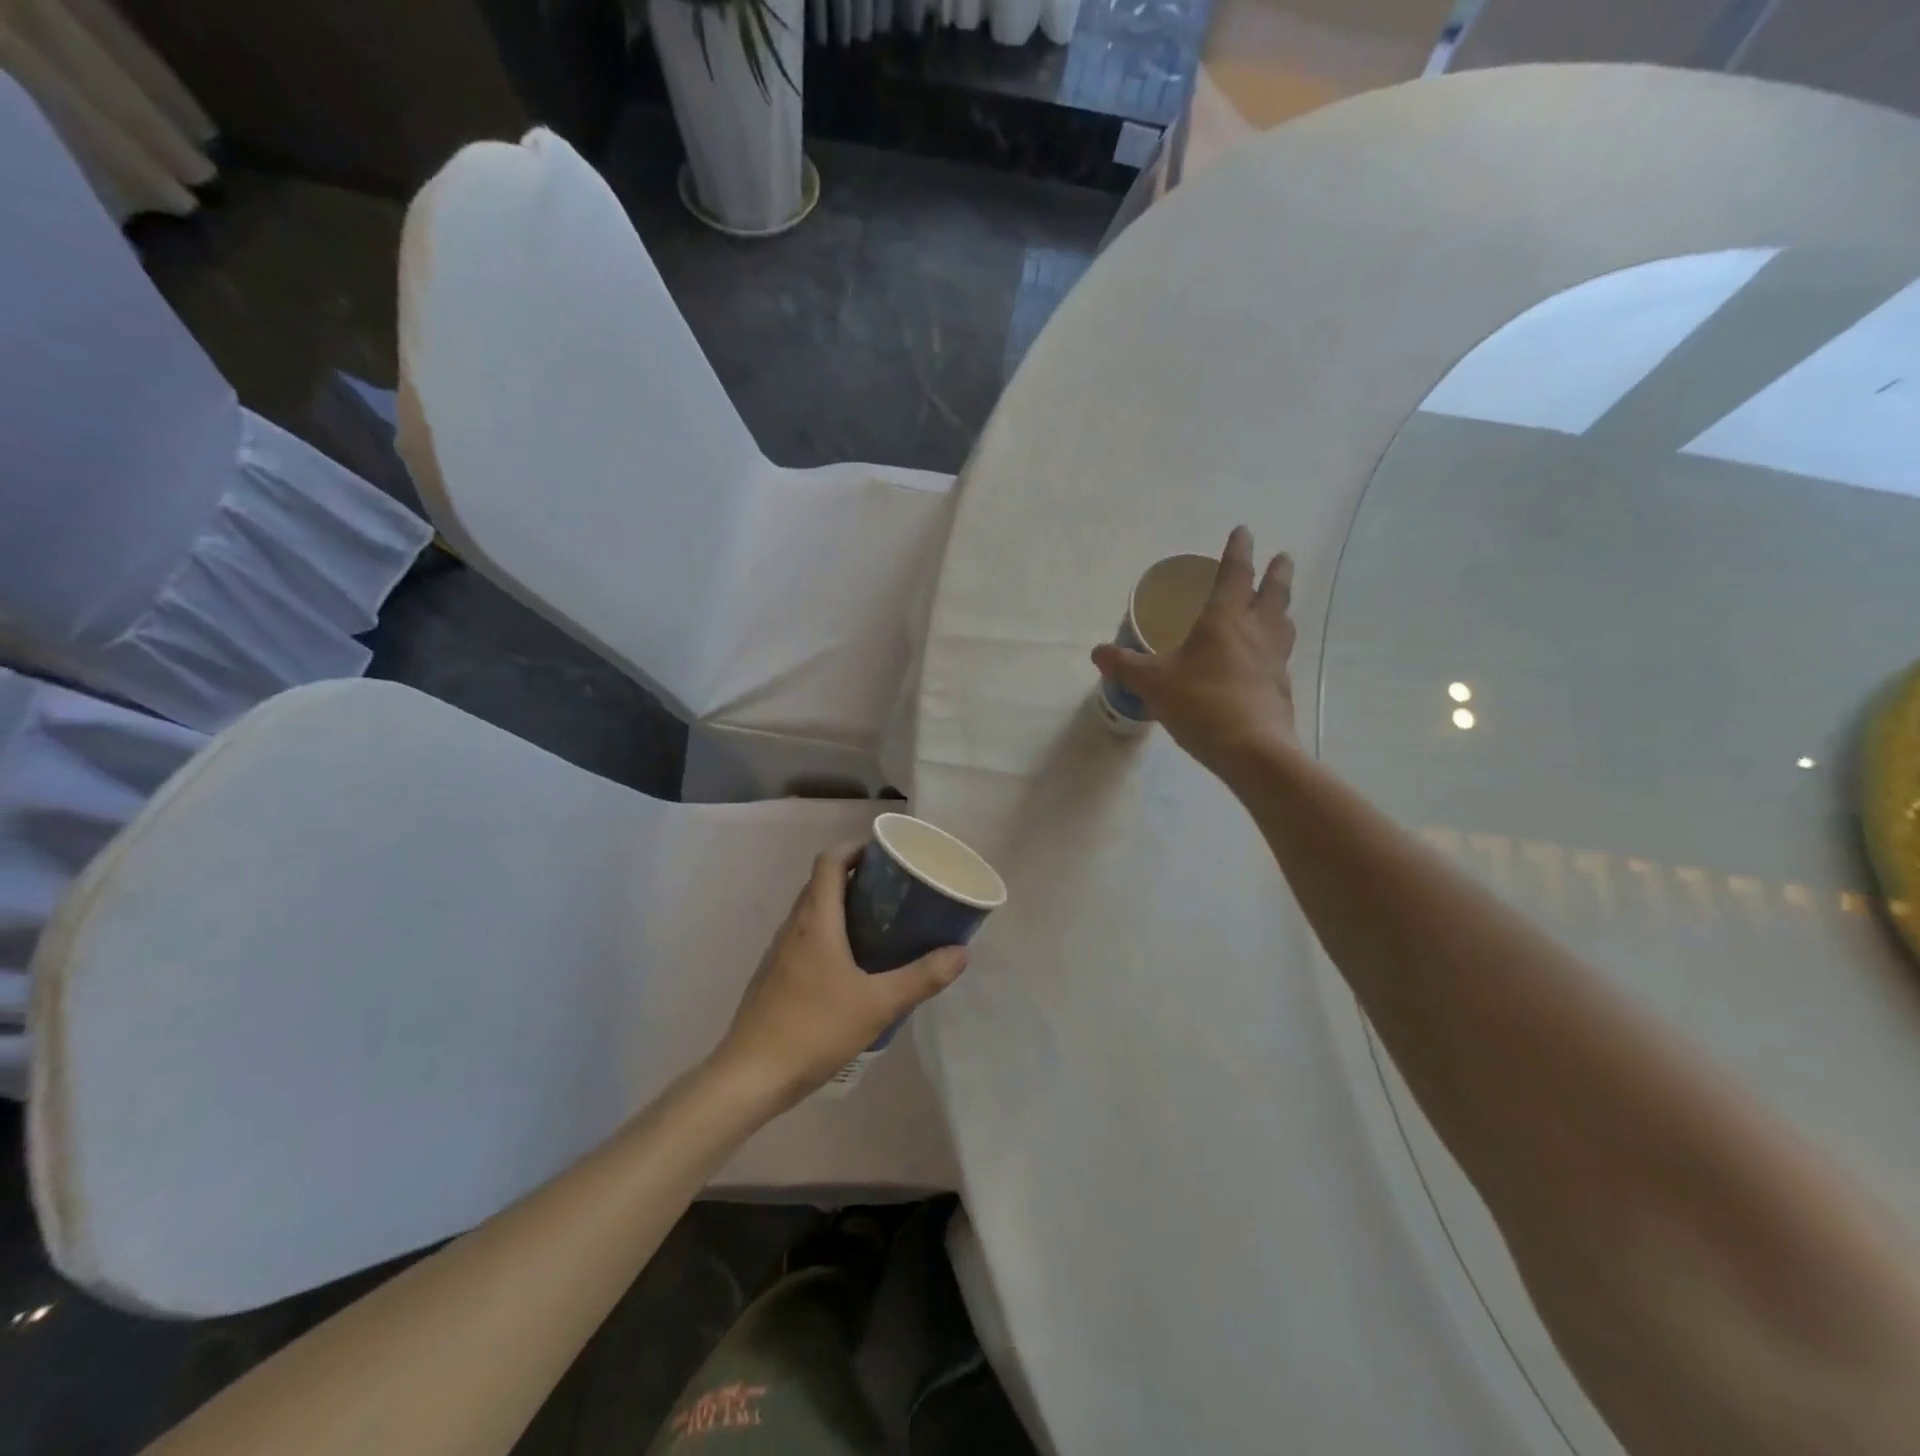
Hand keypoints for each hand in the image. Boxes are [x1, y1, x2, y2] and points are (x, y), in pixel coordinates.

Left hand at [712, 842, 968, 1110]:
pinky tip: (851, 965)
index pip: (830, 861)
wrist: (751, 1076)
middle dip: (856, 877)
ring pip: (811, 912)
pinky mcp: (773, 976)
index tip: (885, 856)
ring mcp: (778, 952)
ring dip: (841, 906)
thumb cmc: (815, 1029)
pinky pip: (804, 937)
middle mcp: (793, 927)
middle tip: (893, 890)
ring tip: (878, 923)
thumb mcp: (878, 1004)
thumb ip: (922, 977)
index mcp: (816, 920)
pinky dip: (828, 933)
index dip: (855, 848)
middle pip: (821, 883)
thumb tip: (961, 953)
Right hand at [1092, 525, 1297, 777]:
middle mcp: (1255, 632)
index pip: (1235, 574)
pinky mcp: (1281, 687)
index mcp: (1224, 620)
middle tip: (1282, 557)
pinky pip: (1280, 655)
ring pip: (1283, 623)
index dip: (1238, 550)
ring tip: (1279, 603)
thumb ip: (1124, 665)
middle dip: (1276, 572)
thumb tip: (1097, 652)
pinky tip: (1267, 658)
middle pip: (1273, 593)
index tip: (1244, 531)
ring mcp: (1273, 660)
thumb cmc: (1200, 704)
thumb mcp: (1152, 683)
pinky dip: (1276, 645)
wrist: (1252, 750)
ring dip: (1282, 607)